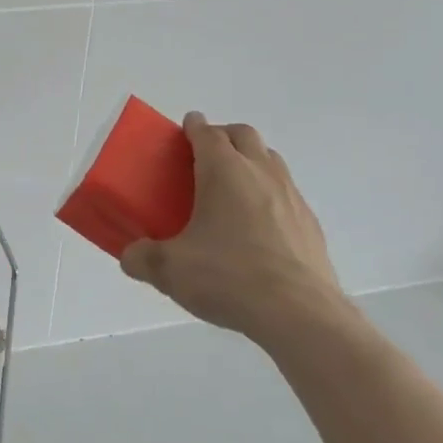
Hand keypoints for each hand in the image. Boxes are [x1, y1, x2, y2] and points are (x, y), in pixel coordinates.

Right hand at [121, 113, 345, 347]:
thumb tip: (130, 257)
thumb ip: (143, 258)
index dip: (193, 127)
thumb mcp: (170, 270)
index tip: (184, 128)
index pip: (207, 133)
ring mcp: (291, 197)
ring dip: (250, 161)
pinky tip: (258, 228)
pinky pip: (287, 194)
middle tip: (204, 157)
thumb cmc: (229, 277)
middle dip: (223, 136)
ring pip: (270, 160)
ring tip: (232, 189)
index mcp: (223, 171)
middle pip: (244, 135)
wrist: (300, 315)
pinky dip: (270, 195)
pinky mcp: (311, 225)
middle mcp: (260, 173)